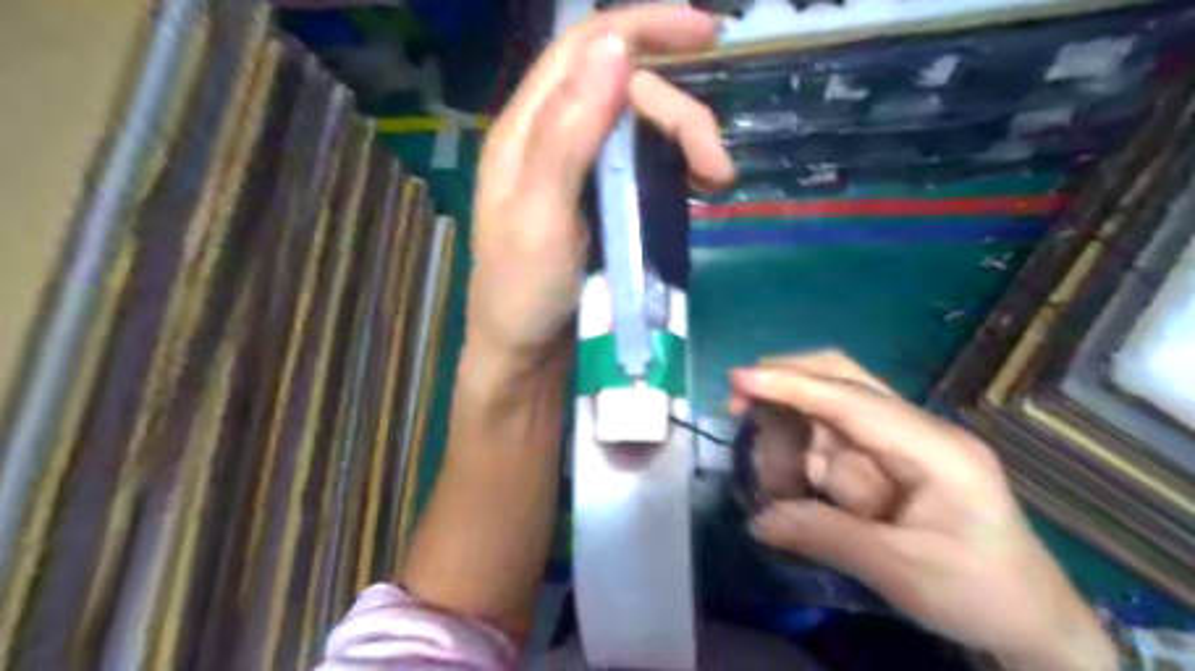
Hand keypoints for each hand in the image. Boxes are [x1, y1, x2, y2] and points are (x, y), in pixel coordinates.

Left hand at [468, 2, 738, 361]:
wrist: (526, 354)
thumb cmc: (523, 292)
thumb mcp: (539, 216)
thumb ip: (568, 133)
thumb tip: (614, 47)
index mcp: (527, 131)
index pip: (584, 48)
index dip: (643, 27)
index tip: (708, 35)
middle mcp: (554, 139)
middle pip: (626, 91)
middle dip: (680, 115)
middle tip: (717, 169)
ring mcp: (581, 172)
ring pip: (641, 127)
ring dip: (686, 141)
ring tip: (716, 182)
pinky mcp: (602, 202)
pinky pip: (645, 163)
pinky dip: (676, 166)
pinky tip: (695, 188)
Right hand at [733, 351, 1115, 670]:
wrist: (1032, 621)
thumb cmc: (981, 594)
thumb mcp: (903, 572)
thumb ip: (826, 536)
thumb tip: (759, 520)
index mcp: (935, 448)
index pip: (851, 400)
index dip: (792, 386)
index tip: (739, 381)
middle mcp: (915, 431)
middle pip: (841, 380)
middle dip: (787, 386)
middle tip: (737, 408)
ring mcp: (899, 443)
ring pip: (824, 415)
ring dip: (788, 441)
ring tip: (775, 490)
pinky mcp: (885, 462)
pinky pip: (828, 446)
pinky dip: (799, 461)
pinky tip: (789, 490)